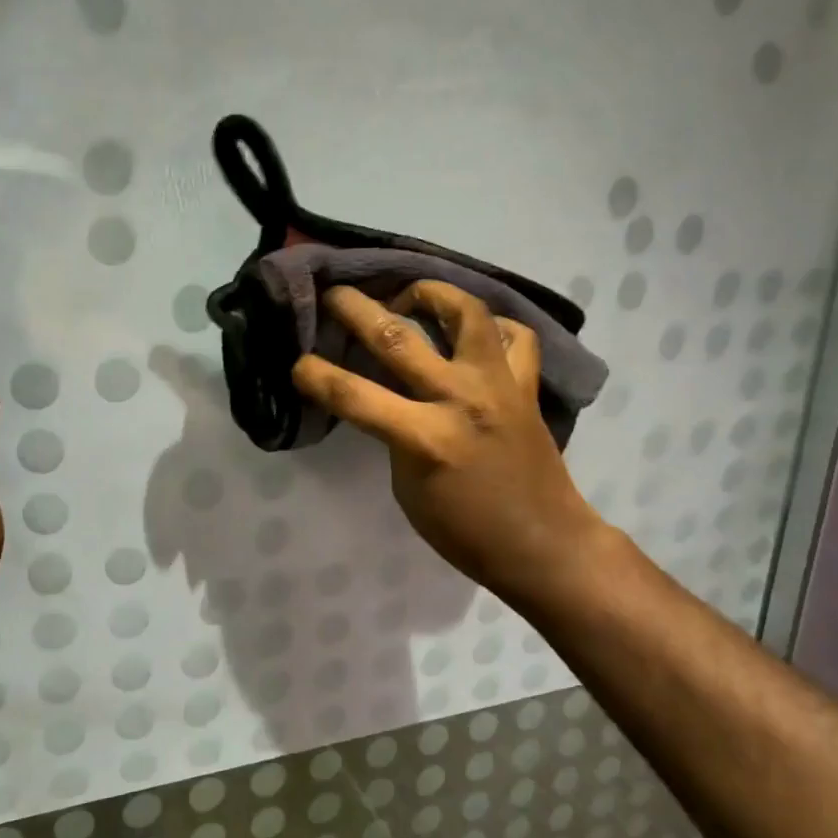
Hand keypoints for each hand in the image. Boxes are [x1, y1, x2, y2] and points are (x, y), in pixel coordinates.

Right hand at [292, 280, 600, 611]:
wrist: (541, 543)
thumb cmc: (463, 530)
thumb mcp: (408, 489)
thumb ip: (394, 437)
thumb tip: (386, 399)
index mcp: (424, 438)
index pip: (354, 395)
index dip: (315, 375)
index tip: (297, 363)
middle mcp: (460, 399)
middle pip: (397, 337)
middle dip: (356, 309)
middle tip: (336, 294)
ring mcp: (499, 385)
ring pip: (467, 312)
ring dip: (432, 294)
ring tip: (411, 296)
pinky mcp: (527, 385)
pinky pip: (514, 336)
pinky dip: (492, 326)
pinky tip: (473, 334)